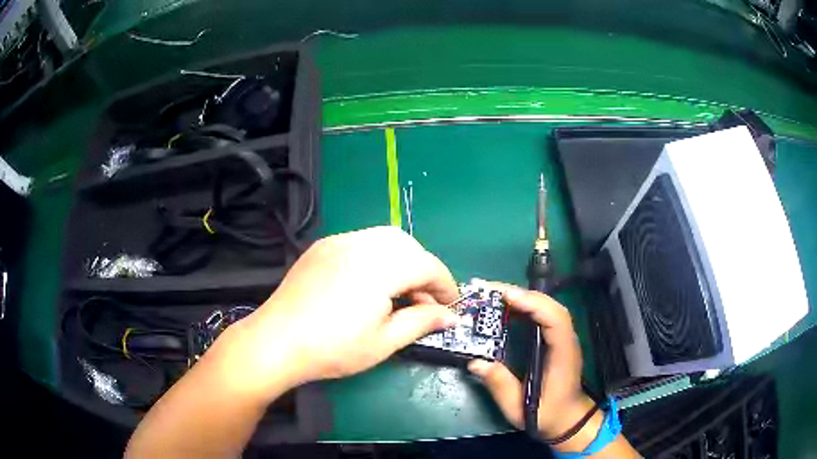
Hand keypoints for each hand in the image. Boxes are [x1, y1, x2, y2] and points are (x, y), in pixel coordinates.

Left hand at [222, 226, 459, 398]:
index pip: (427, 265)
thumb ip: (421, 322)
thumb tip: (450, 316)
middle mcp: (361, 243)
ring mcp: (338, 241)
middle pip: (408, 245)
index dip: (445, 285)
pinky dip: (378, 256)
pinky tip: (371, 282)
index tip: (451, 307)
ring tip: (399, 292)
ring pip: (385, 239)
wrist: (276, 341)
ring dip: (402, 260)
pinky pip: (362, 242)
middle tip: (423, 301)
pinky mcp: (322, 246)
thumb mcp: (384, 341)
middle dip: (424, 270)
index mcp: (380, 266)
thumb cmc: (333, 348)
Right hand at [467, 284, 595, 441]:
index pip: (555, 319)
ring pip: (548, 308)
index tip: (506, 297)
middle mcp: (567, 341)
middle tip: (490, 290)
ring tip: (495, 295)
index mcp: (562, 355)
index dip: (533, 304)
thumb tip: (475, 362)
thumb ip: (500, 385)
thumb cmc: (547, 415)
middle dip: (523, 294)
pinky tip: (508, 308)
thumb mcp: (519, 408)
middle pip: (551, 307)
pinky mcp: (557, 340)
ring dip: (524, 298)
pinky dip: (526, 307)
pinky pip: (544, 316)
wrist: (568, 419)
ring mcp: (563, 339)